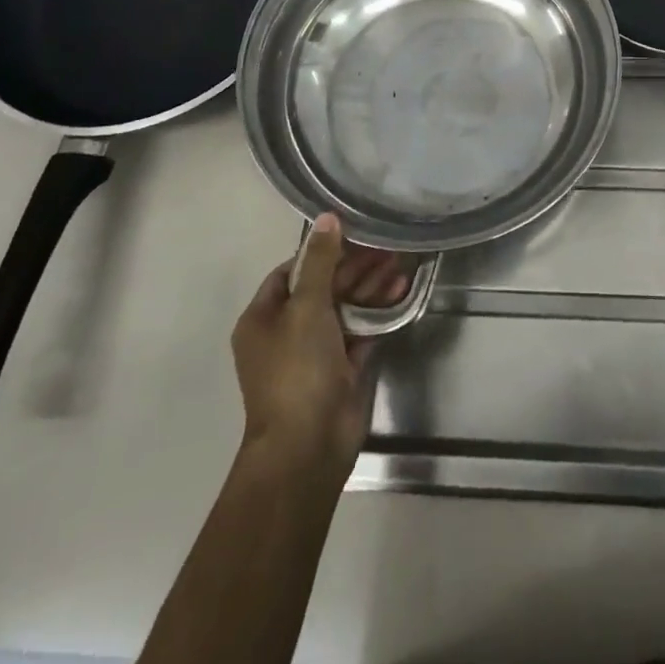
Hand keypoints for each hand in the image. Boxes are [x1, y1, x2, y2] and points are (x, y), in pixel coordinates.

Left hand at [232, 214, 408, 473]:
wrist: (308, 446)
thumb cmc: (297, 369)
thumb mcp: (307, 307)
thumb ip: (321, 261)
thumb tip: (327, 218)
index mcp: (263, 318)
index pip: (291, 271)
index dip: (320, 252)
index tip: (353, 235)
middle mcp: (286, 332)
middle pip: (323, 288)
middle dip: (354, 267)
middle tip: (387, 247)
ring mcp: (315, 353)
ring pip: (345, 308)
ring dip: (370, 287)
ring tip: (401, 264)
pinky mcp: (341, 369)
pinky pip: (360, 330)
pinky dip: (378, 312)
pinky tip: (401, 291)